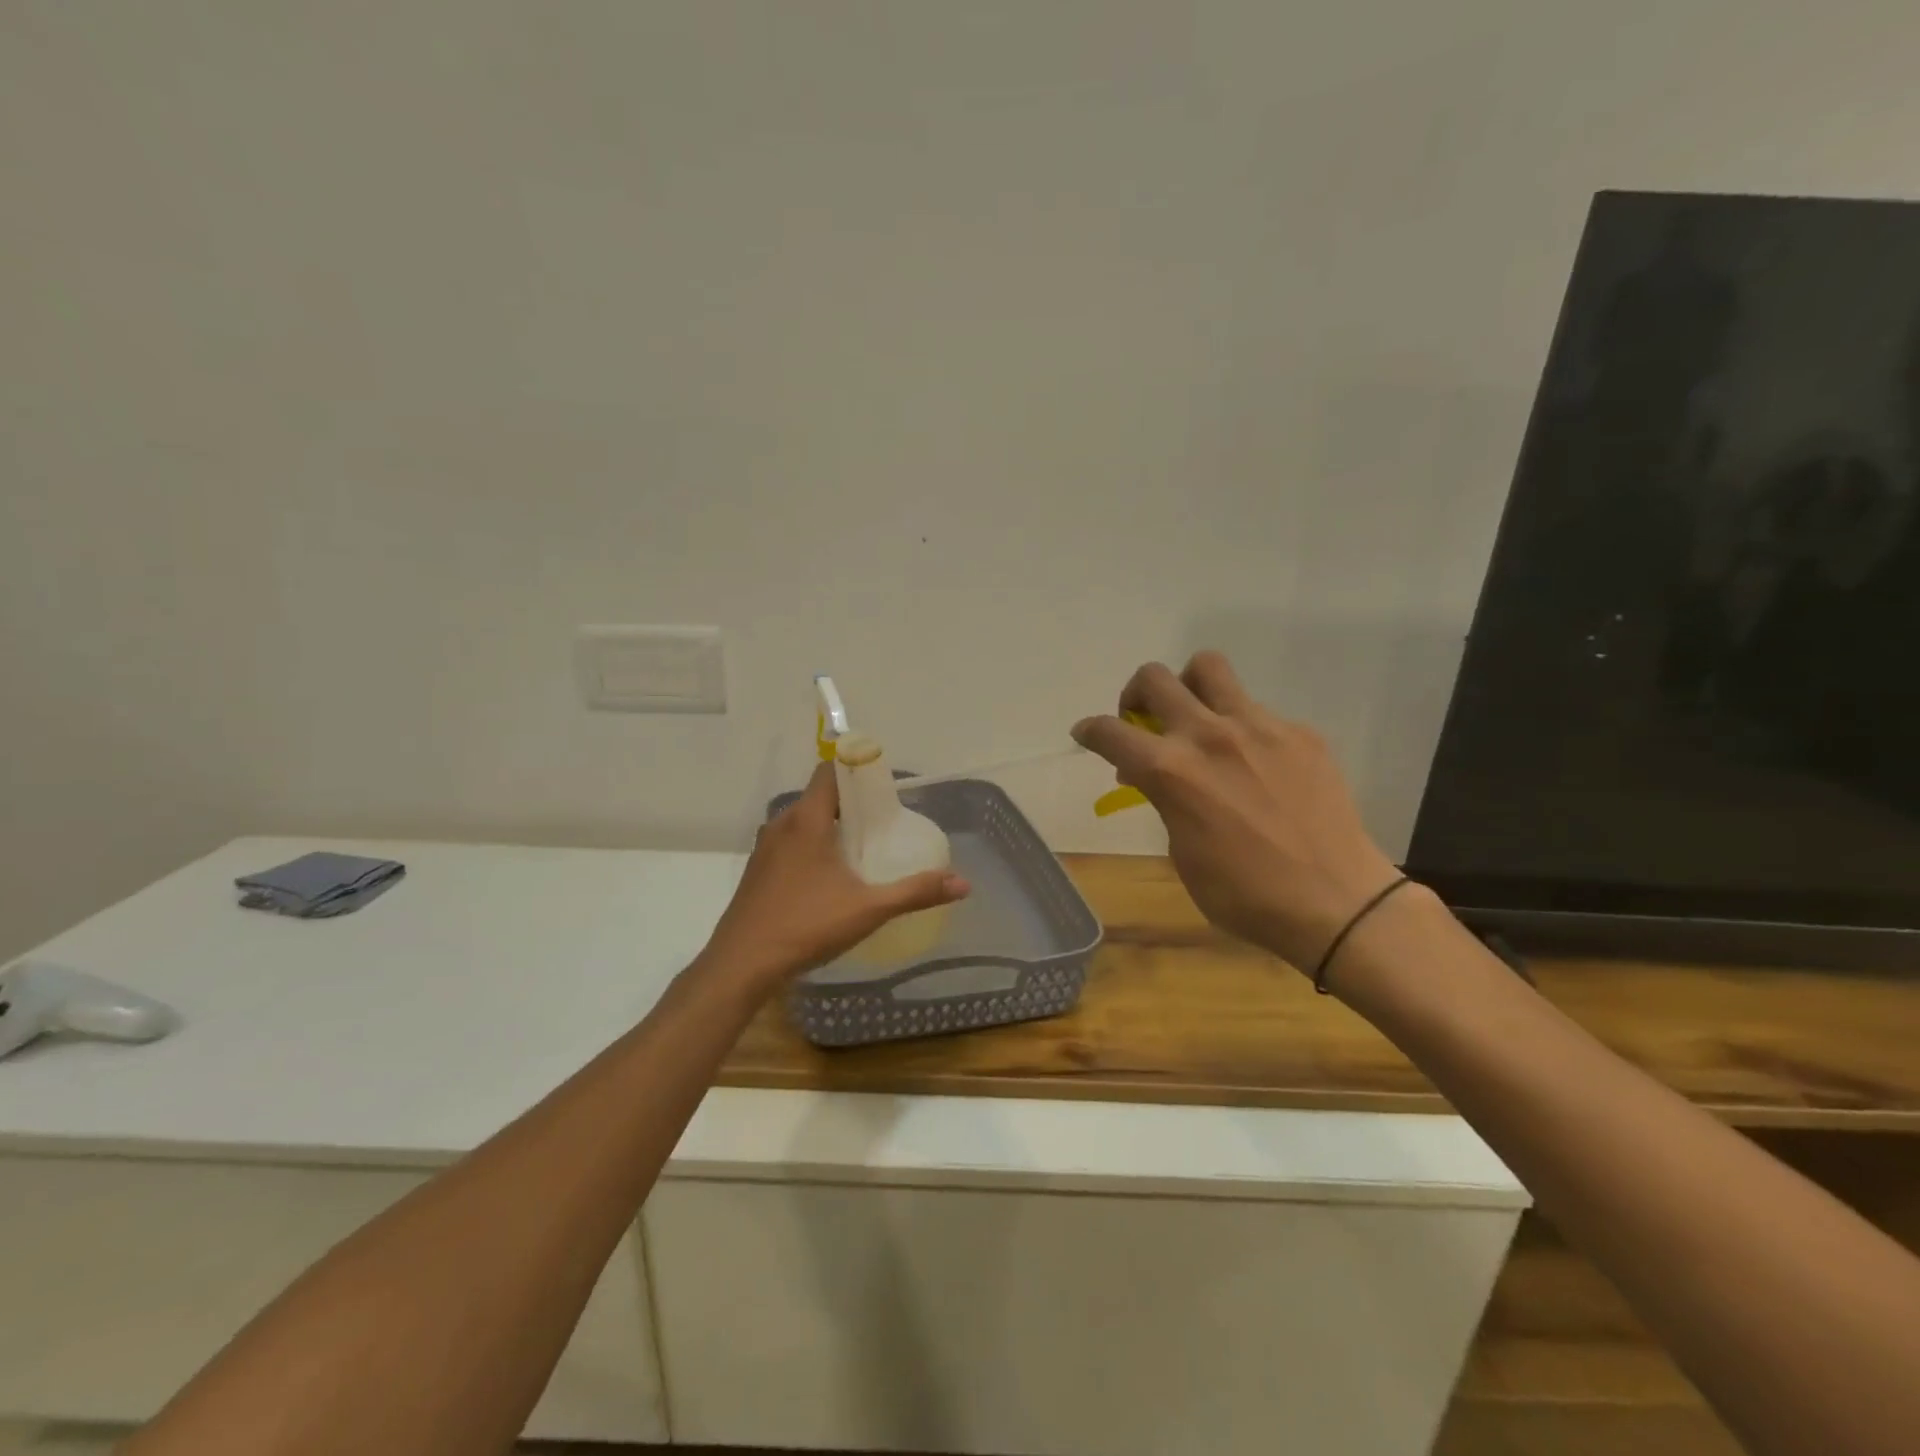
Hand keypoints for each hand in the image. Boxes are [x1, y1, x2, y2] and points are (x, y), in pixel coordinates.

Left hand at [700, 762, 970, 988]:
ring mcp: (765, 848)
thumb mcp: (868, 909)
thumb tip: (962, 883)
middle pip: (820, 796)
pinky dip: (813, 845)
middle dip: (852, 802)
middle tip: (884, 821)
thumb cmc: (805, 926)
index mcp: (806, 819)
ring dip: (831, 825)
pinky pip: (791, 842)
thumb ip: (915, 892)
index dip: (857, 769)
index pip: (830, 770)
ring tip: (863, 847)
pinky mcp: (758, 870)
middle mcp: (781, 824)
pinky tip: (831, 876)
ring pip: (804, 821)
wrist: (741, 964)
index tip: (886, 786)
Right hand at [1073, 652, 1399, 971]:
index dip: (1089, 730)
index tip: (1086, 734)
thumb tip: (1149, 775)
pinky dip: (1240, 727)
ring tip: (1195, 717)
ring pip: (1207, 668)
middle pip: (1153, 678)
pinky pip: (1256, 710)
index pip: (1110, 731)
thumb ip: (1163, 800)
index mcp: (1171, 771)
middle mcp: (1208, 735)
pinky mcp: (1298, 732)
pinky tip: (1255, 764)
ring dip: (1188, 687)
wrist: (1336, 902)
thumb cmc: (1244, 894)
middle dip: (1134, 695)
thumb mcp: (1182, 853)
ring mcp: (1258, 726)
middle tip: (1143, 722)